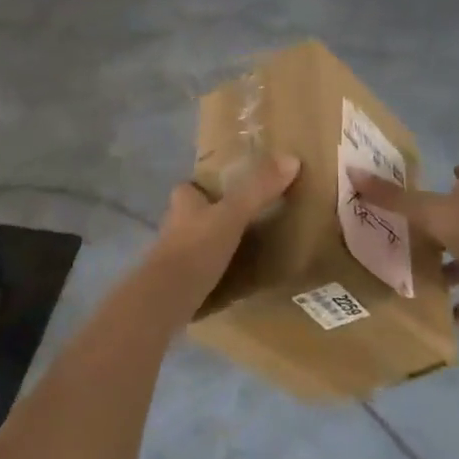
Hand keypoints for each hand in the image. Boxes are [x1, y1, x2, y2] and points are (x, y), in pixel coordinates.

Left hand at [155, 152, 300, 286]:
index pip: (190, 187)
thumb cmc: (197, 247)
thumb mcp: (232, 214)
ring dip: (211, 243)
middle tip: (242, 219)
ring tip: (242, 248)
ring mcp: (172, 256)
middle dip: (211, 216)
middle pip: (193, 214)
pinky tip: (230, 276)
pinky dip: (211, 269)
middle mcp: (173, 225)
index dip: (205, 187)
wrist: (167, 299)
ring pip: (195, 241)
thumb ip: (258, 189)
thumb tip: (291, 159)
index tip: (228, 189)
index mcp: (183, 203)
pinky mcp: (177, 283)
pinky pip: (197, 269)